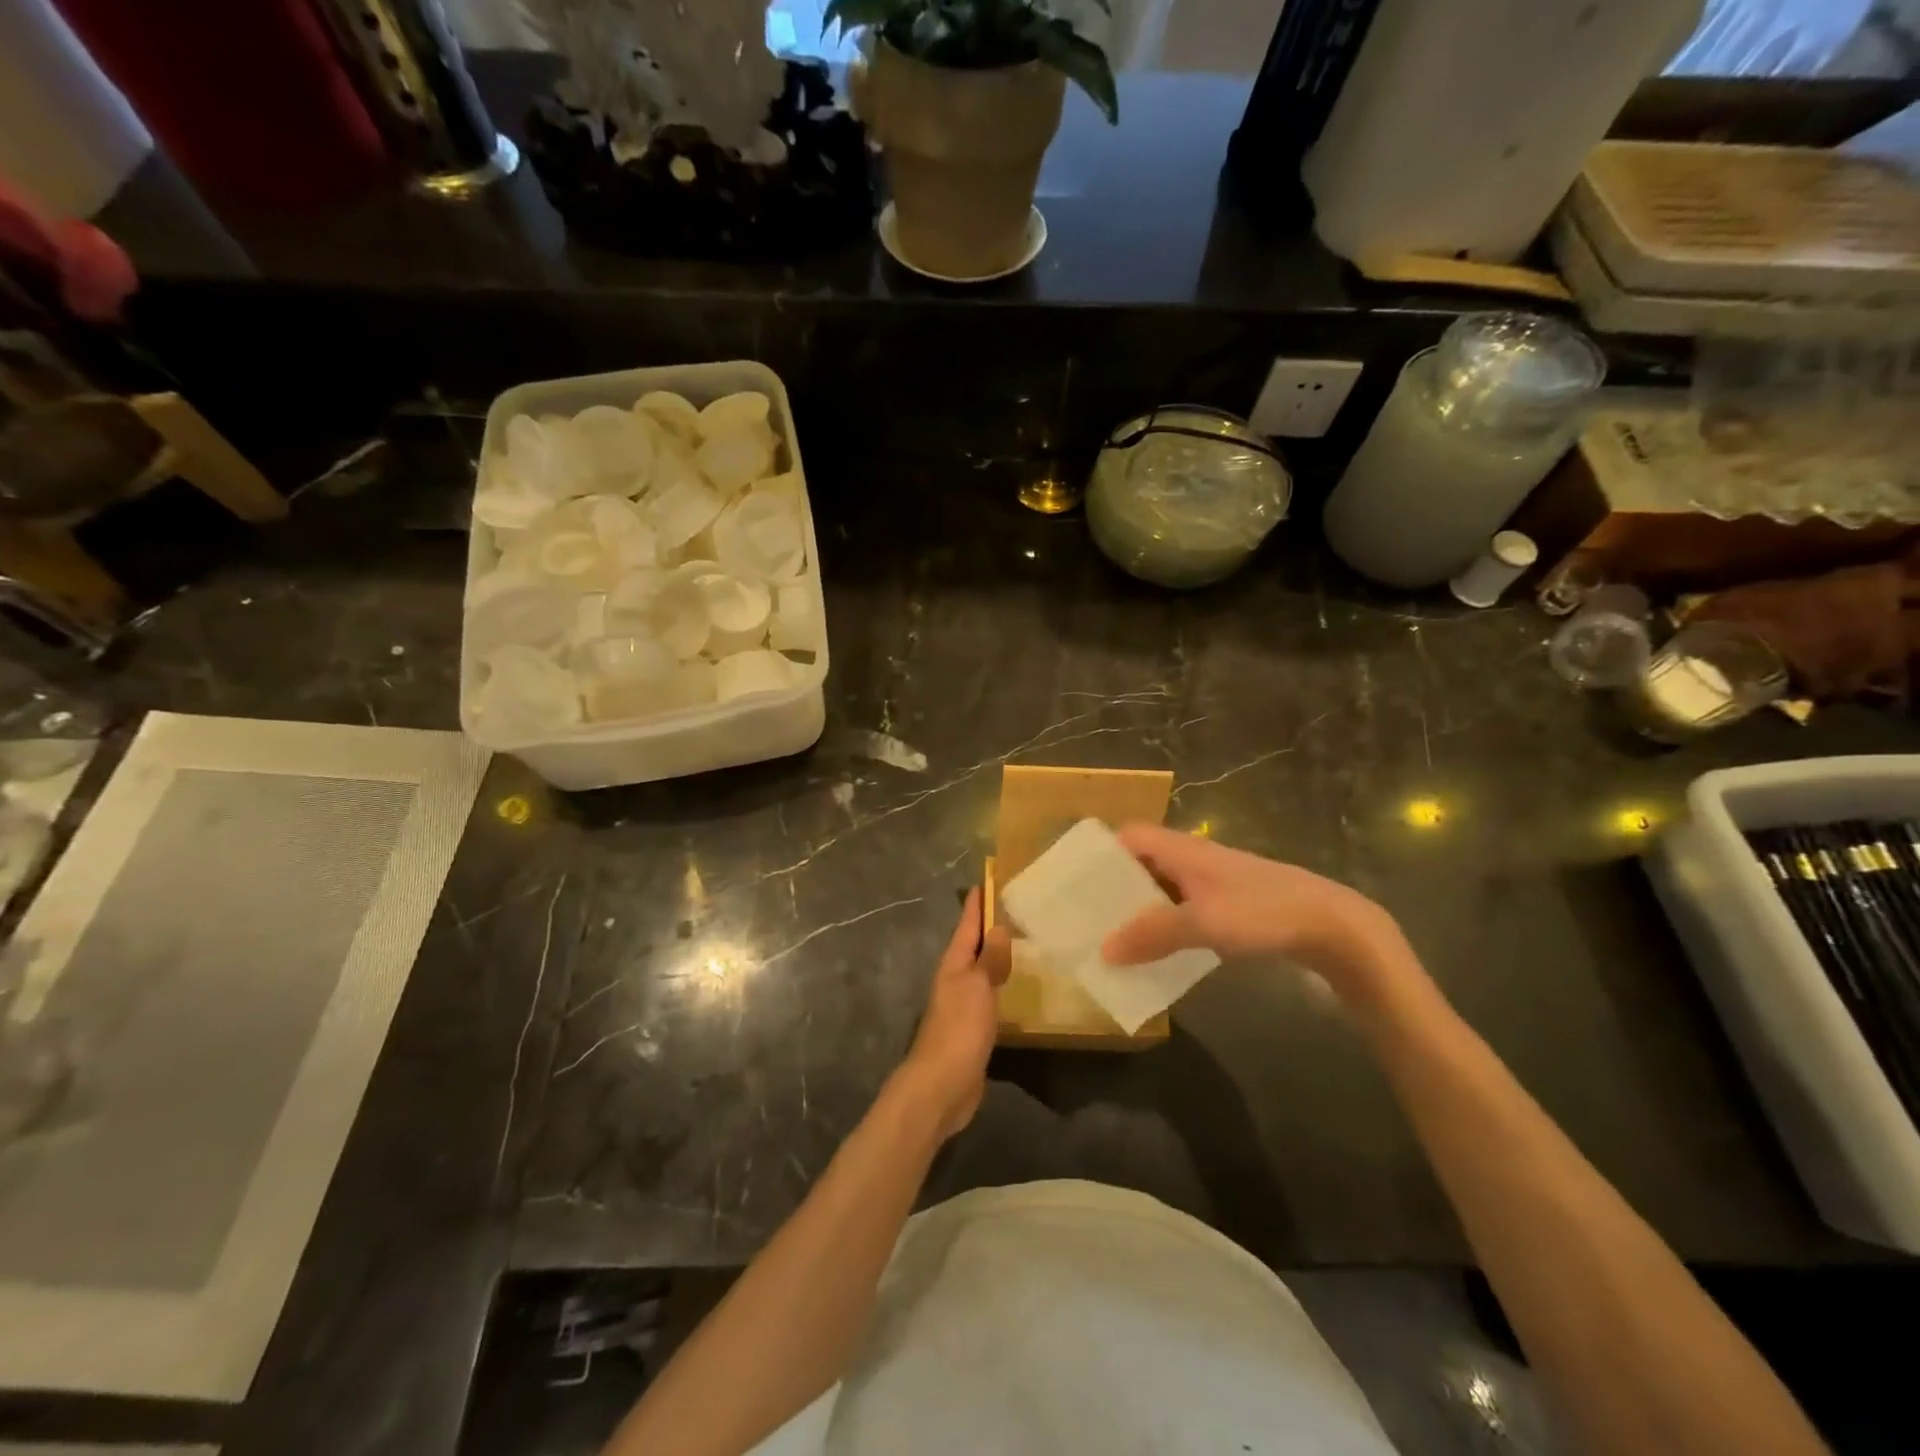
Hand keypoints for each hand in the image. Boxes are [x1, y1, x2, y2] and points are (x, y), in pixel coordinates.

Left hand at [899, 888, 1012, 1141]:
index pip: (967, 925)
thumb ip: (989, 958)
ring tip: (1020, 941)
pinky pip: (989, 996)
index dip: (977, 904)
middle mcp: (956, 979)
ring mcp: (963, 1005)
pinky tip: (1016, 987)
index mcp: (954, 964)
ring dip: (996, 956)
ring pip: (982, 970)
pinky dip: (1001, 985)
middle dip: (989, 927)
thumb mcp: (977, 987)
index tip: (987, 881)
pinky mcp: (973, 1029)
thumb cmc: (959, 1030)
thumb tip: (998, 926)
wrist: (941, 1086)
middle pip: (973, 946)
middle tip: (1014, 908)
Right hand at [1099, 823, 1410, 1004]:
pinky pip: (1182, 909)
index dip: (1100, 852)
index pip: (1129, 836)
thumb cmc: (1263, 912)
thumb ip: (1152, 934)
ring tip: (1110, 938)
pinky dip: (1163, 925)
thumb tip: (1104, 950)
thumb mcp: (1203, 922)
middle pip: (1141, 863)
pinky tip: (1156, 952)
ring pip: (1161, 889)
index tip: (1073, 879)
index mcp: (1182, 850)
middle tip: (1084, 916)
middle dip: (1113, 886)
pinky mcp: (1229, 905)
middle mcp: (1193, 859)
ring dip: (1138, 909)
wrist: (1332, 925)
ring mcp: (1213, 882)